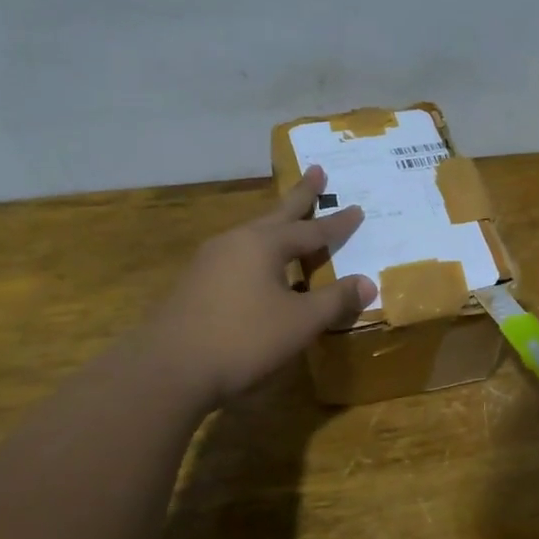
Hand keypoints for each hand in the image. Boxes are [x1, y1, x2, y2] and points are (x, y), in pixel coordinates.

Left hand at [143, 166, 376, 410]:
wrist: (170, 369)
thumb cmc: (243, 339)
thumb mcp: (300, 322)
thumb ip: (335, 300)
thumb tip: (368, 283)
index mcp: (263, 244)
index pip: (311, 230)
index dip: (337, 223)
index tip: (358, 208)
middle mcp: (235, 242)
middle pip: (276, 215)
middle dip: (300, 195)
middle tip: (316, 170)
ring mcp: (209, 261)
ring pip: (252, 235)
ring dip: (275, 224)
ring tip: (289, 220)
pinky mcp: (194, 284)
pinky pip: (237, 256)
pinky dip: (258, 252)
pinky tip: (258, 268)